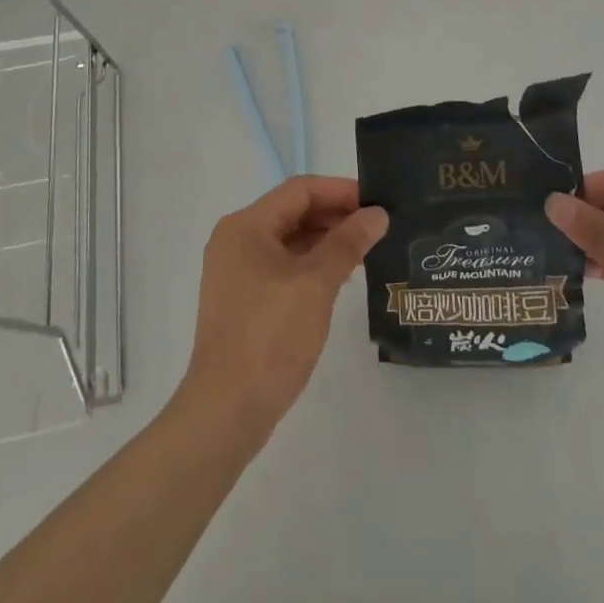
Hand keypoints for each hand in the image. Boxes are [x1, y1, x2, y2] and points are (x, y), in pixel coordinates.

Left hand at [177, 176, 387, 445]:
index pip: (300, 190)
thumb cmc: (270, 337)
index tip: (376, 201)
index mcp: (246, 226)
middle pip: (292, 212)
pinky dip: (310, 265)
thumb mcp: (316, 284)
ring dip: (325, 241)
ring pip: (288, 240)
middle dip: (335, 216)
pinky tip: (339, 278)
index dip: (340, 191)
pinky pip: (281, 266)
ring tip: (365, 251)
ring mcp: (236, 271)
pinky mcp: (242, 299)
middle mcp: (236, 240)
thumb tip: (377, 214)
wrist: (226, 412)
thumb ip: (348, 243)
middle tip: (376, 227)